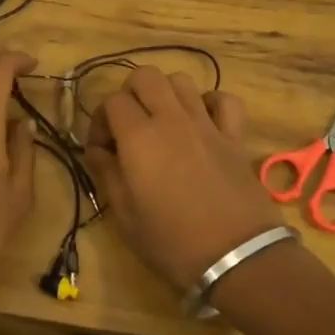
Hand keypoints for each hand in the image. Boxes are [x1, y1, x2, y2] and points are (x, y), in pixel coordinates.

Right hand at [84, 67, 283, 293]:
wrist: (237, 258)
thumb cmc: (172, 241)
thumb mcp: (125, 216)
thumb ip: (106, 173)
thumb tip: (97, 150)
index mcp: (139, 137)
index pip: (112, 101)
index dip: (101, 121)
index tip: (102, 150)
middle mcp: (171, 119)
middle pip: (146, 76)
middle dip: (130, 93)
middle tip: (128, 126)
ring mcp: (206, 124)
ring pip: (181, 81)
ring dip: (166, 94)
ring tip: (162, 123)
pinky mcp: (234, 136)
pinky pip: (224, 100)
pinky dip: (210, 103)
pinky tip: (203, 122)